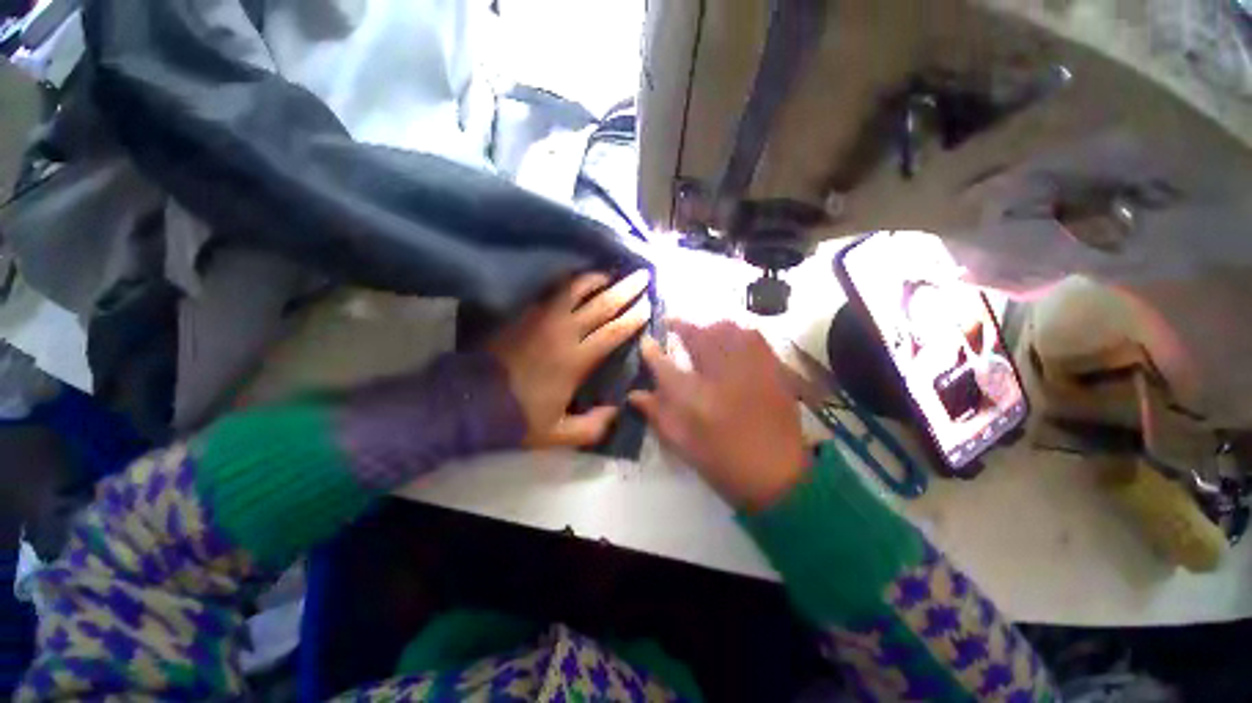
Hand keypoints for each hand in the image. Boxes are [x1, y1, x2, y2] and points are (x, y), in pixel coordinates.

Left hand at [489, 270, 650, 447]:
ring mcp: (542, 320)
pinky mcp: (525, 315)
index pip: (613, 332)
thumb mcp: (559, 434)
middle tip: (642, 276)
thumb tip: (616, 410)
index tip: (648, 306)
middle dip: (625, 289)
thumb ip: (593, 427)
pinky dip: (568, 284)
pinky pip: (552, 292)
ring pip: (575, 290)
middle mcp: (564, 333)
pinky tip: (576, 281)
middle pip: (601, 305)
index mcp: (576, 360)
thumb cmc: (519, 417)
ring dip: (596, 279)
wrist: (472, 401)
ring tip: (610, 273)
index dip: (633, 318)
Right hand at [629, 321, 807, 510]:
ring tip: (703, 335)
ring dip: (710, 328)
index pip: (665, 366)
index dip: (651, 351)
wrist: (779, 474)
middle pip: (699, 336)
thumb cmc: (723, 460)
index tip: (646, 342)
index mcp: (696, 399)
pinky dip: (737, 333)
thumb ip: (657, 413)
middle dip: (682, 327)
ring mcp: (751, 368)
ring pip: (727, 330)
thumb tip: (635, 394)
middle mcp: (721, 375)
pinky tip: (732, 343)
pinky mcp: (772, 368)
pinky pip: (753, 337)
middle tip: (674, 327)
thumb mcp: (682, 443)